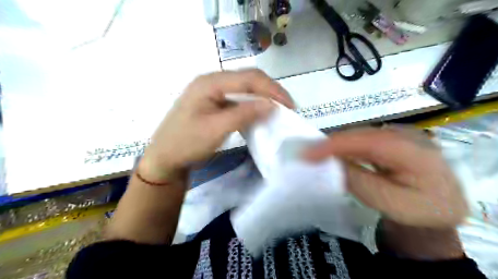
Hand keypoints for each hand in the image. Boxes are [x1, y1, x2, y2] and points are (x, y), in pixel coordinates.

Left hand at [137, 68, 292, 182]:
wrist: (165, 158)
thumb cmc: (186, 143)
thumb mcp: (216, 129)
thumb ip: (244, 114)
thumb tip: (271, 105)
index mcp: (210, 82)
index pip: (249, 78)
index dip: (272, 90)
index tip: (290, 105)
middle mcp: (212, 82)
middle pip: (248, 79)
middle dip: (270, 92)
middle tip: (287, 107)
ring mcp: (212, 93)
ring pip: (245, 89)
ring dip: (262, 98)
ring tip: (278, 110)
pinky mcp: (214, 104)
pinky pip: (238, 100)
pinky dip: (252, 106)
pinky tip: (260, 115)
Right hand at [306, 127, 468, 227]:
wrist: (439, 207)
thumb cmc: (417, 211)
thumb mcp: (388, 202)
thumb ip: (358, 180)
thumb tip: (330, 162)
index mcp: (415, 153)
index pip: (367, 142)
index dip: (334, 145)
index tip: (307, 153)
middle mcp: (406, 135)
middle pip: (360, 135)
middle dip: (331, 144)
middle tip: (305, 155)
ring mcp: (399, 134)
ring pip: (359, 135)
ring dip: (336, 145)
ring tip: (314, 154)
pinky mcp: (391, 137)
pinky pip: (362, 138)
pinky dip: (345, 146)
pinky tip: (333, 154)